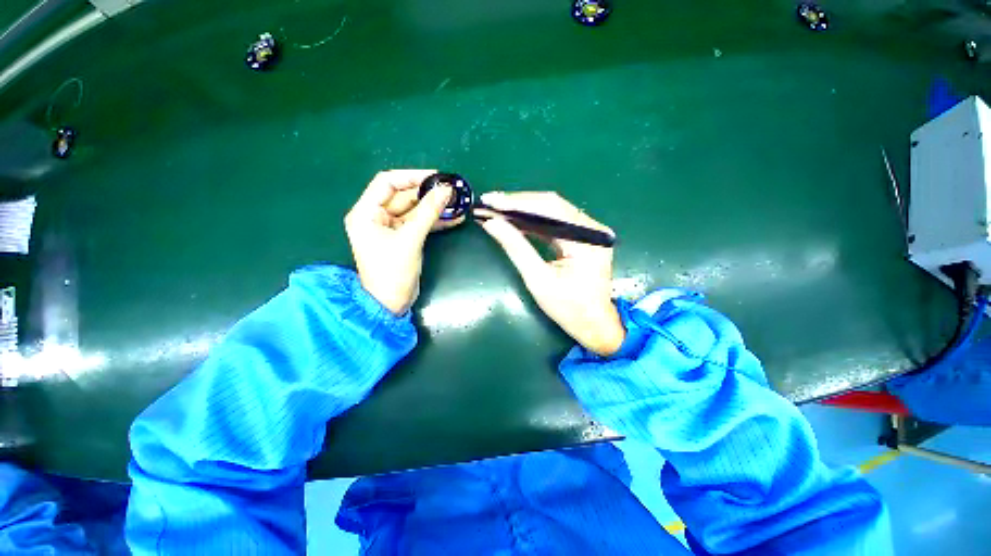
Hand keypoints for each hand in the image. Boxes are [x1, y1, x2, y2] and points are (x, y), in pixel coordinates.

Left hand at [345, 170, 461, 314]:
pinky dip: (435, 220)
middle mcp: (375, 216)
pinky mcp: (403, 238)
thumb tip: (446, 190)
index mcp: (366, 212)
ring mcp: (390, 228)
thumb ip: (428, 213)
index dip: (412, 176)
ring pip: (414, 210)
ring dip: (434, 207)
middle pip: (403, 196)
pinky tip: (453, 218)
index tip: (436, 176)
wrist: (391, 303)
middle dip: (427, 193)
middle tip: (451, 190)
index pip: (387, 182)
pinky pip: (419, 223)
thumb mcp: (410, 239)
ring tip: (457, 202)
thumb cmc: (392, 271)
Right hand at [476, 192, 625, 356]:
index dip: (516, 202)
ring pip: (551, 211)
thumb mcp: (538, 280)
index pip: (549, 209)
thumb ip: (516, 248)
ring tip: (496, 210)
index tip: (490, 200)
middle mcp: (592, 228)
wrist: (594, 324)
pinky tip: (514, 220)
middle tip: (489, 203)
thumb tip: (492, 223)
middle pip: (551, 205)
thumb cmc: (568, 308)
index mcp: (587, 239)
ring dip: (523, 210)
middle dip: (517, 204)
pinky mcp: (582, 237)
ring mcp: (589, 231)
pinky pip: (555, 222)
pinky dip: (533, 221)